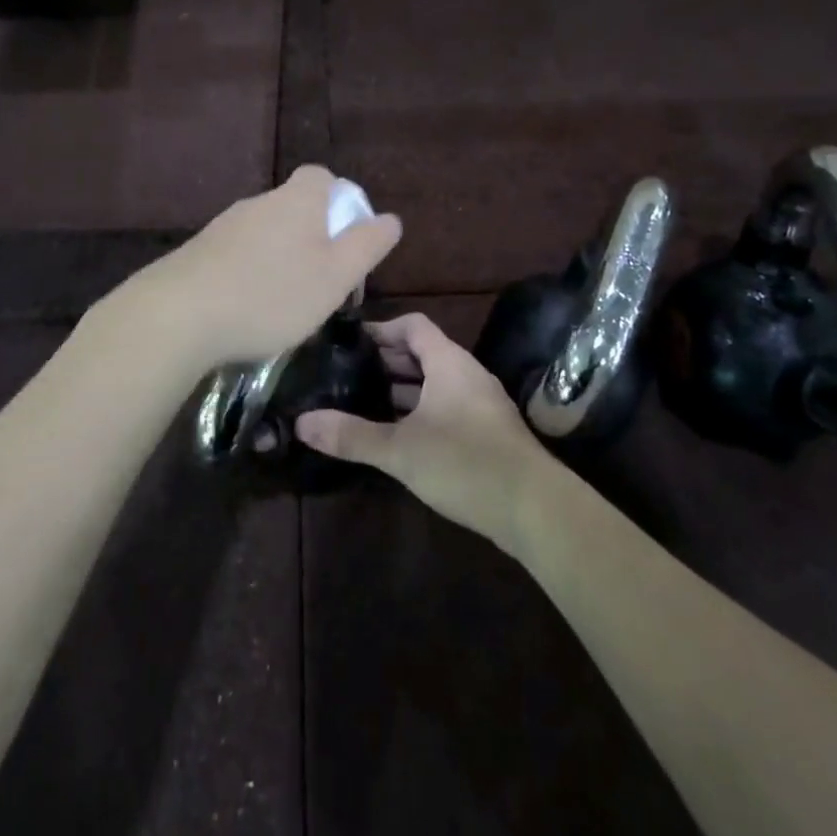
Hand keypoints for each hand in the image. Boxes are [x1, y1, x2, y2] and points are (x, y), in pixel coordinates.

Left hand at [140, 166, 402, 370]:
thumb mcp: (335, 276)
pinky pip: (237, 255)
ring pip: (265, 233)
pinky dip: (250, 274)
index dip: (341, 203)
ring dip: (281, 259)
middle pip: (295, 208)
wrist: (177, 316)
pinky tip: (247, 309)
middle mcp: (259, 203)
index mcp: (296, 201)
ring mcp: (223, 226)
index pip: (322, 178)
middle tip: (322, 284)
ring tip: (285, 304)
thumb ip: (366, 245)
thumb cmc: (271, 295)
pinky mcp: (197, 252)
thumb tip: (390, 218)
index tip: (346, 241)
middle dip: (313, 239)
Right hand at [295, 313, 560, 550]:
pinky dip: (419, 410)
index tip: (349, 343)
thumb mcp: (400, 450)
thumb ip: (351, 435)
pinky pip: (446, 406)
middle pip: (423, 352)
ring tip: (363, 400)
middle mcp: (467, 374)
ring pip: (435, 382)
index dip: (381, 328)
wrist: (535, 510)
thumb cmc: (465, 463)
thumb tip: (301, 423)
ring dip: (402, 388)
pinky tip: (397, 434)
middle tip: (347, 373)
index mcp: (449, 363)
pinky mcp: (486, 432)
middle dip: (386, 360)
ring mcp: (480, 404)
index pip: (413, 325)